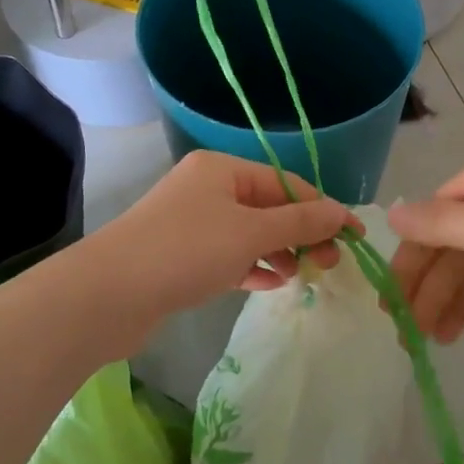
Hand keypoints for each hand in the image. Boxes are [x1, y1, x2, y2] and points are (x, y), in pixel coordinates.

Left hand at [96, 151, 358, 318]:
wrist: (108, 294)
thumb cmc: (186, 250)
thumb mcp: (250, 232)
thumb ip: (300, 222)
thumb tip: (342, 213)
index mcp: (223, 169)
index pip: (286, 183)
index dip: (324, 209)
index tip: (354, 237)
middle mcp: (207, 188)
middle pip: (269, 207)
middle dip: (302, 233)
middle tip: (329, 264)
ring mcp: (192, 223)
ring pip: (249, 233)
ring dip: (279, 251)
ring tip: (303, 276)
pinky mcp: (181, 256)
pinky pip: (229, 256)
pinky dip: (252, 266)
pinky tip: (271, 283)